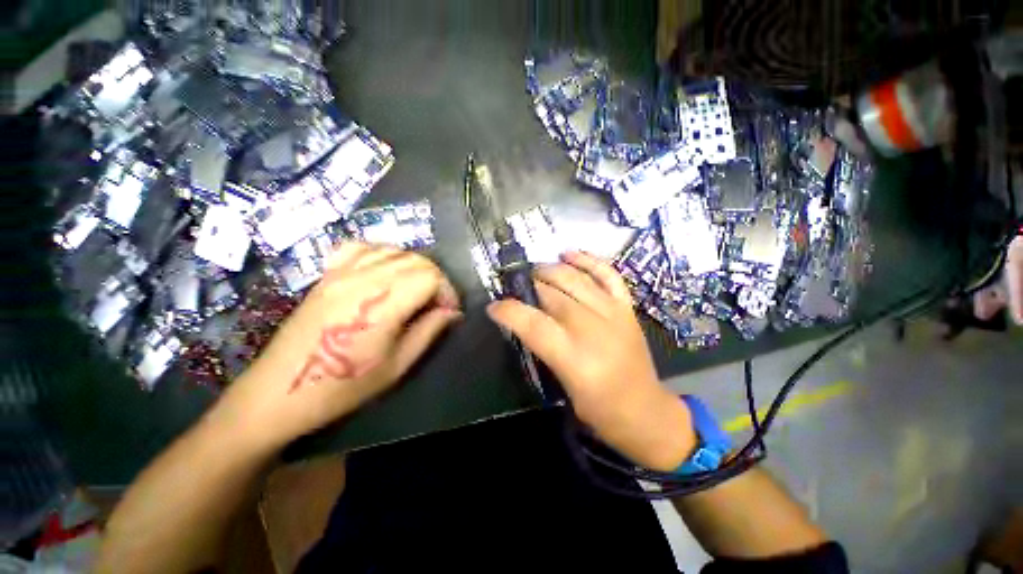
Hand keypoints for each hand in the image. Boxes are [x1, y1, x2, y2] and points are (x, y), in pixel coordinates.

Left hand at [218, 242, 461, 449]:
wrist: (279, 392)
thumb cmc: (343, 386)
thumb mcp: (398, 365)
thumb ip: (430, 331)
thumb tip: (452, 312)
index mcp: (381, 304)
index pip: (430, 276)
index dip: (447, 291)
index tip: (449, 311)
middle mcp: (362, 279)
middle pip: (416, 259)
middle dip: (436, 279)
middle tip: (436, 304)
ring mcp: (341, 273)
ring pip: (393, 250)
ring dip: (413, 267)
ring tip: (414, 290)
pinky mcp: (327, 274)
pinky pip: (361, 248)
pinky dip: (382, 255)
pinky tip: (384, 273)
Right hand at [487, 251, 696, 471]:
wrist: (646, 411)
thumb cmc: (600, 409)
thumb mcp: (563, 386)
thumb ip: (543, 349)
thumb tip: (522, 321)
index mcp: (574, 357)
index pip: (533, 324)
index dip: (509, 311)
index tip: (494, 306)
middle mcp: (593, 328)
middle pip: (552, 295)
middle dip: (528, 286)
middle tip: (515, 286)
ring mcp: (613, 313)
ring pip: (575, 279)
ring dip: (551, 269)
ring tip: (536, 270)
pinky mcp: (626, 307)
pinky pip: (607, 274)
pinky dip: (587, 260)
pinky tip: (569, 254)